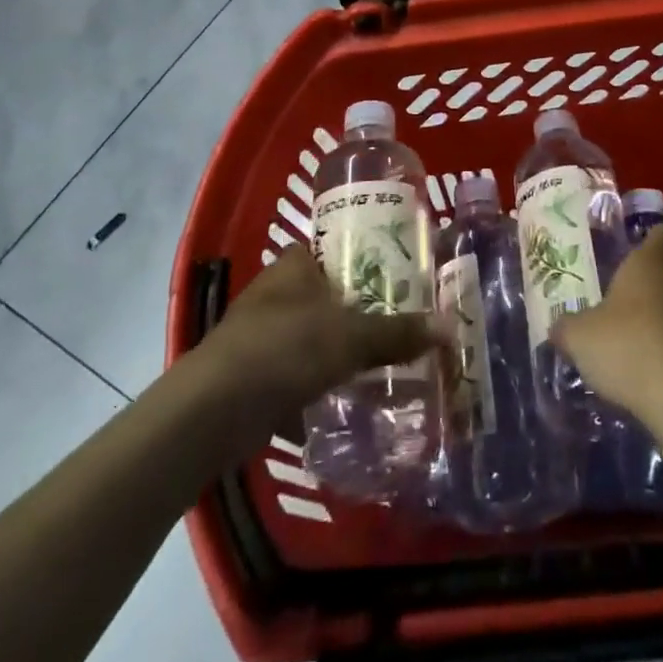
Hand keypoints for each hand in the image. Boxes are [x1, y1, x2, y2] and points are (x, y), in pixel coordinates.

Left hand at [199, 247, 446, 418]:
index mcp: (294, 265)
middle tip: (399, 321)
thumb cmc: (284, 350)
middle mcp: (275, 292)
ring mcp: (259, 335)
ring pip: (310, 335)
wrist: (212, 412)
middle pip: (326, 294)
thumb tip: (450, 328)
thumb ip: (398, 332)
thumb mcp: (351, 337)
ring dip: (337, 349)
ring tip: (381, 362)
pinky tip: (345, 399)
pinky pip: (296, 372)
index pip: (333, 249)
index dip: (364, 258)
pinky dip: (317, 383)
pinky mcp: (250, 376)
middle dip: (357, 309)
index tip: (397, 275)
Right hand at [551, 224, 662, 418]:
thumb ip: (568, 329)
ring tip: (651, 355)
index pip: (661, 236)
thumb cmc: (628, 346)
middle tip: (634, 318)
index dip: (655, 242)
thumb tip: (559, 329)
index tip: (648, 250)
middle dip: (659, 295)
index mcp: (650, 265)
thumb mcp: (580, 338)